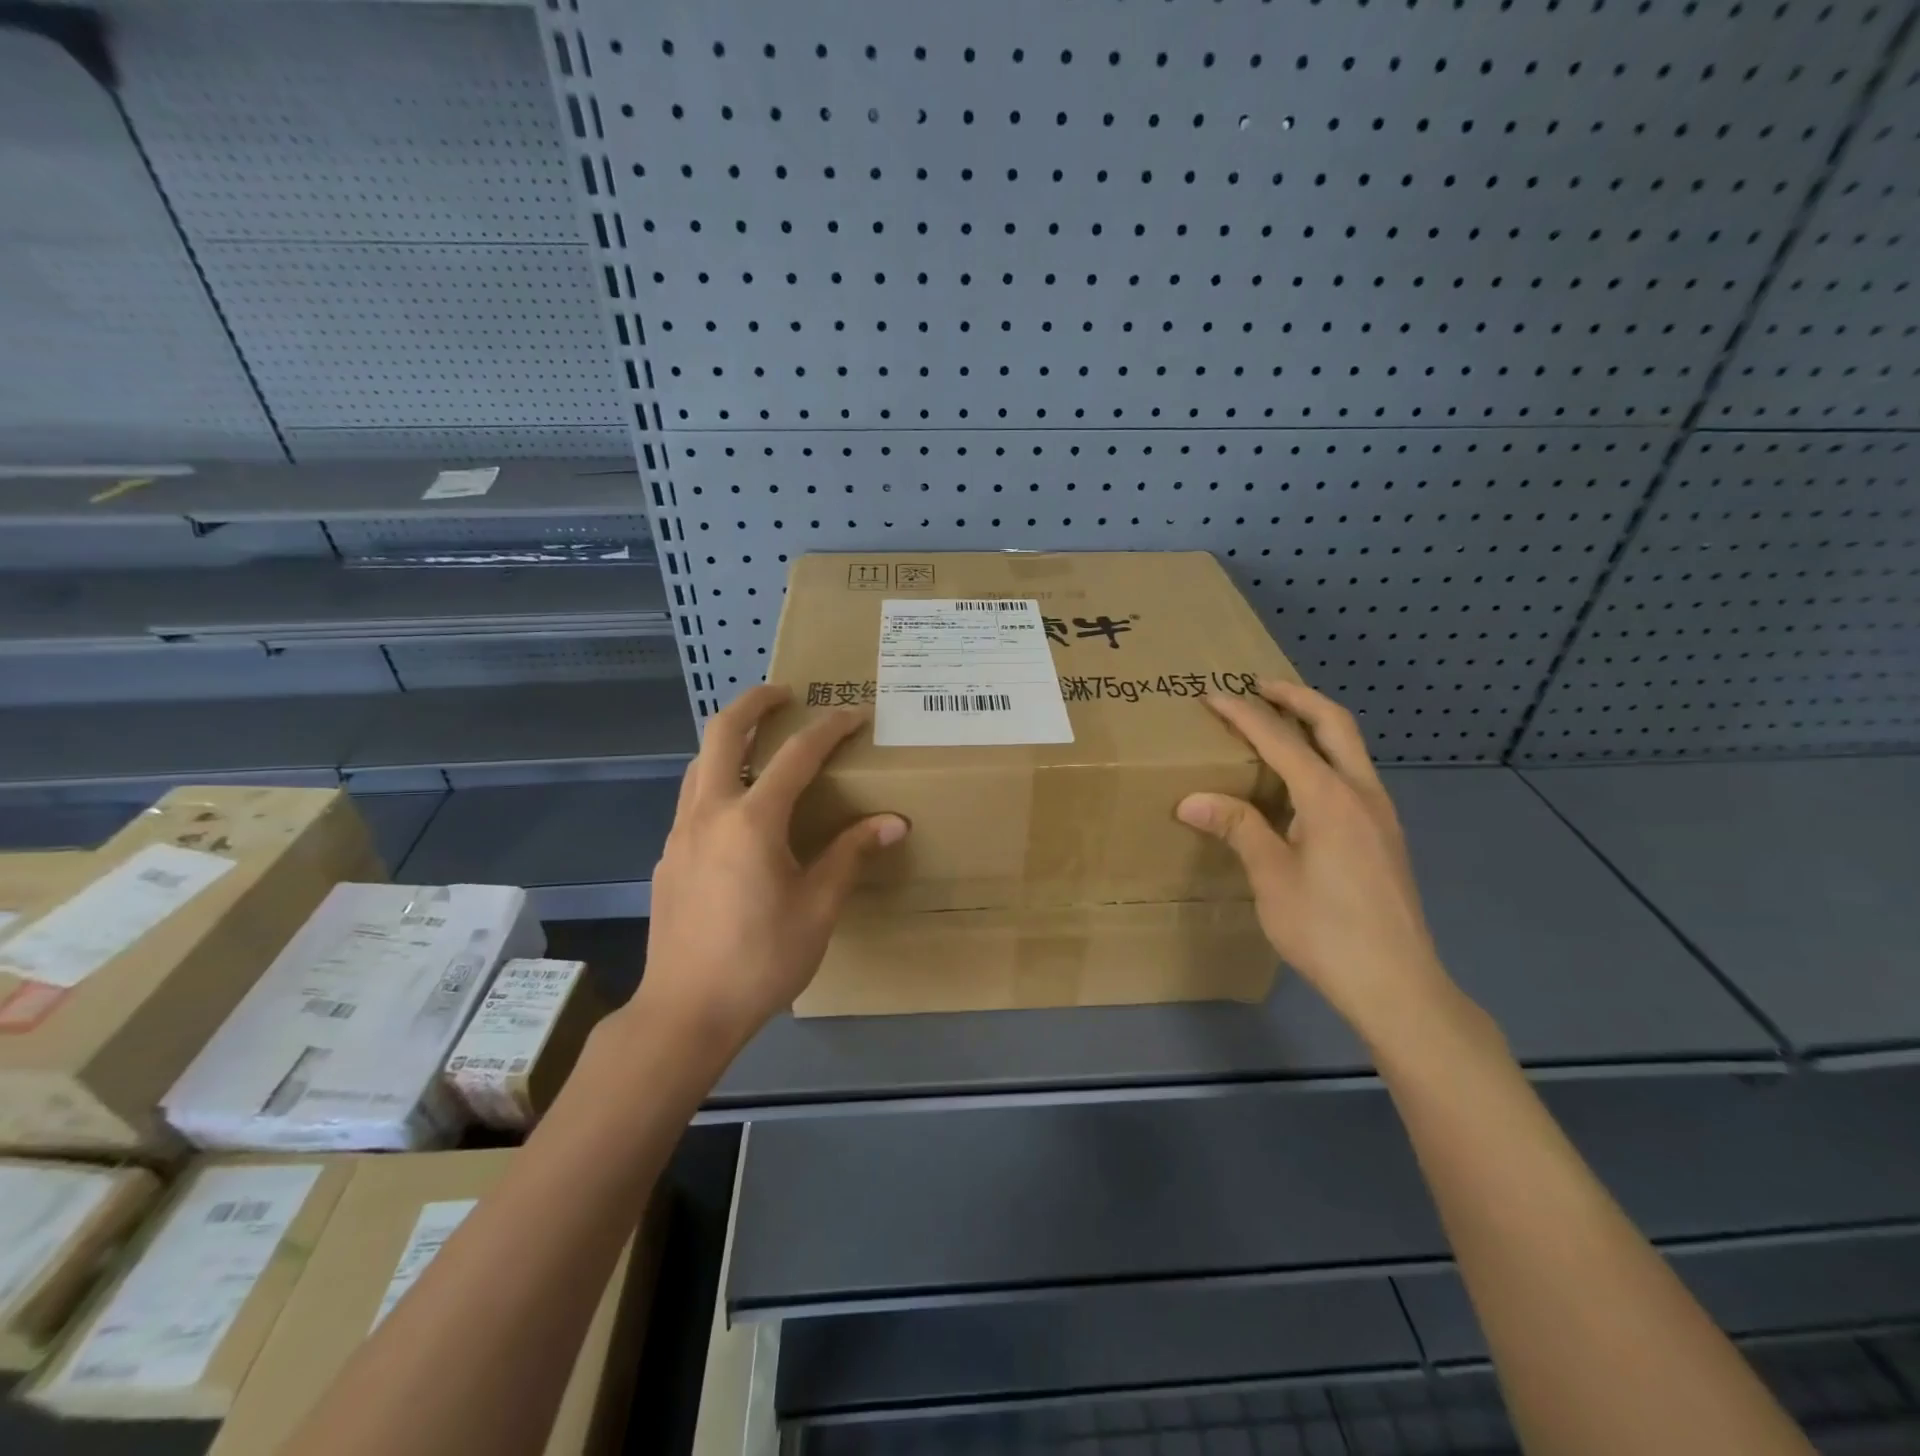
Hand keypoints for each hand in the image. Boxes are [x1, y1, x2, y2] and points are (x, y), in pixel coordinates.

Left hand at [625, 685, 906, 1061]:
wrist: (685, 1012)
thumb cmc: (761, 960)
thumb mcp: (818, 908)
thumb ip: (851, 855)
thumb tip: (893, 822)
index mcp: (752, 820)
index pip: (796, 755)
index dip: (829, 729)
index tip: (853, 714)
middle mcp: (709, 813)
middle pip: (720, 733)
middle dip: (753, 703)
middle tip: (784, 694)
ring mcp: (680, 834)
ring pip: (698, 764)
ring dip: (728, 740)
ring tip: (760, 744)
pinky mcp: (667, 858)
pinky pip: (692, 800)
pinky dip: (716, 781)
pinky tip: (738, 814)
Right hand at [1175, 680, 1450, 1034]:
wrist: (1397, 984)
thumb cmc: (1326, 930)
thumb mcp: (1272, 878)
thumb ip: (1238, 828)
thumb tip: (1191, 799)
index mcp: (1330, 798)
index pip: (1280, 739)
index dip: (1243, 714)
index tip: (1211, 695)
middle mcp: (1362, 793)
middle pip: (1334, 724)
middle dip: (1296, 698)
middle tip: (1259, 686)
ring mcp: (1381, 814)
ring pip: (1350, 748)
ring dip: (1315, 724)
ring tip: (1278, 723)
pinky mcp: (1385, 836)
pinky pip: (1353, 775)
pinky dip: (1325, 755)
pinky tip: (1302, 781)